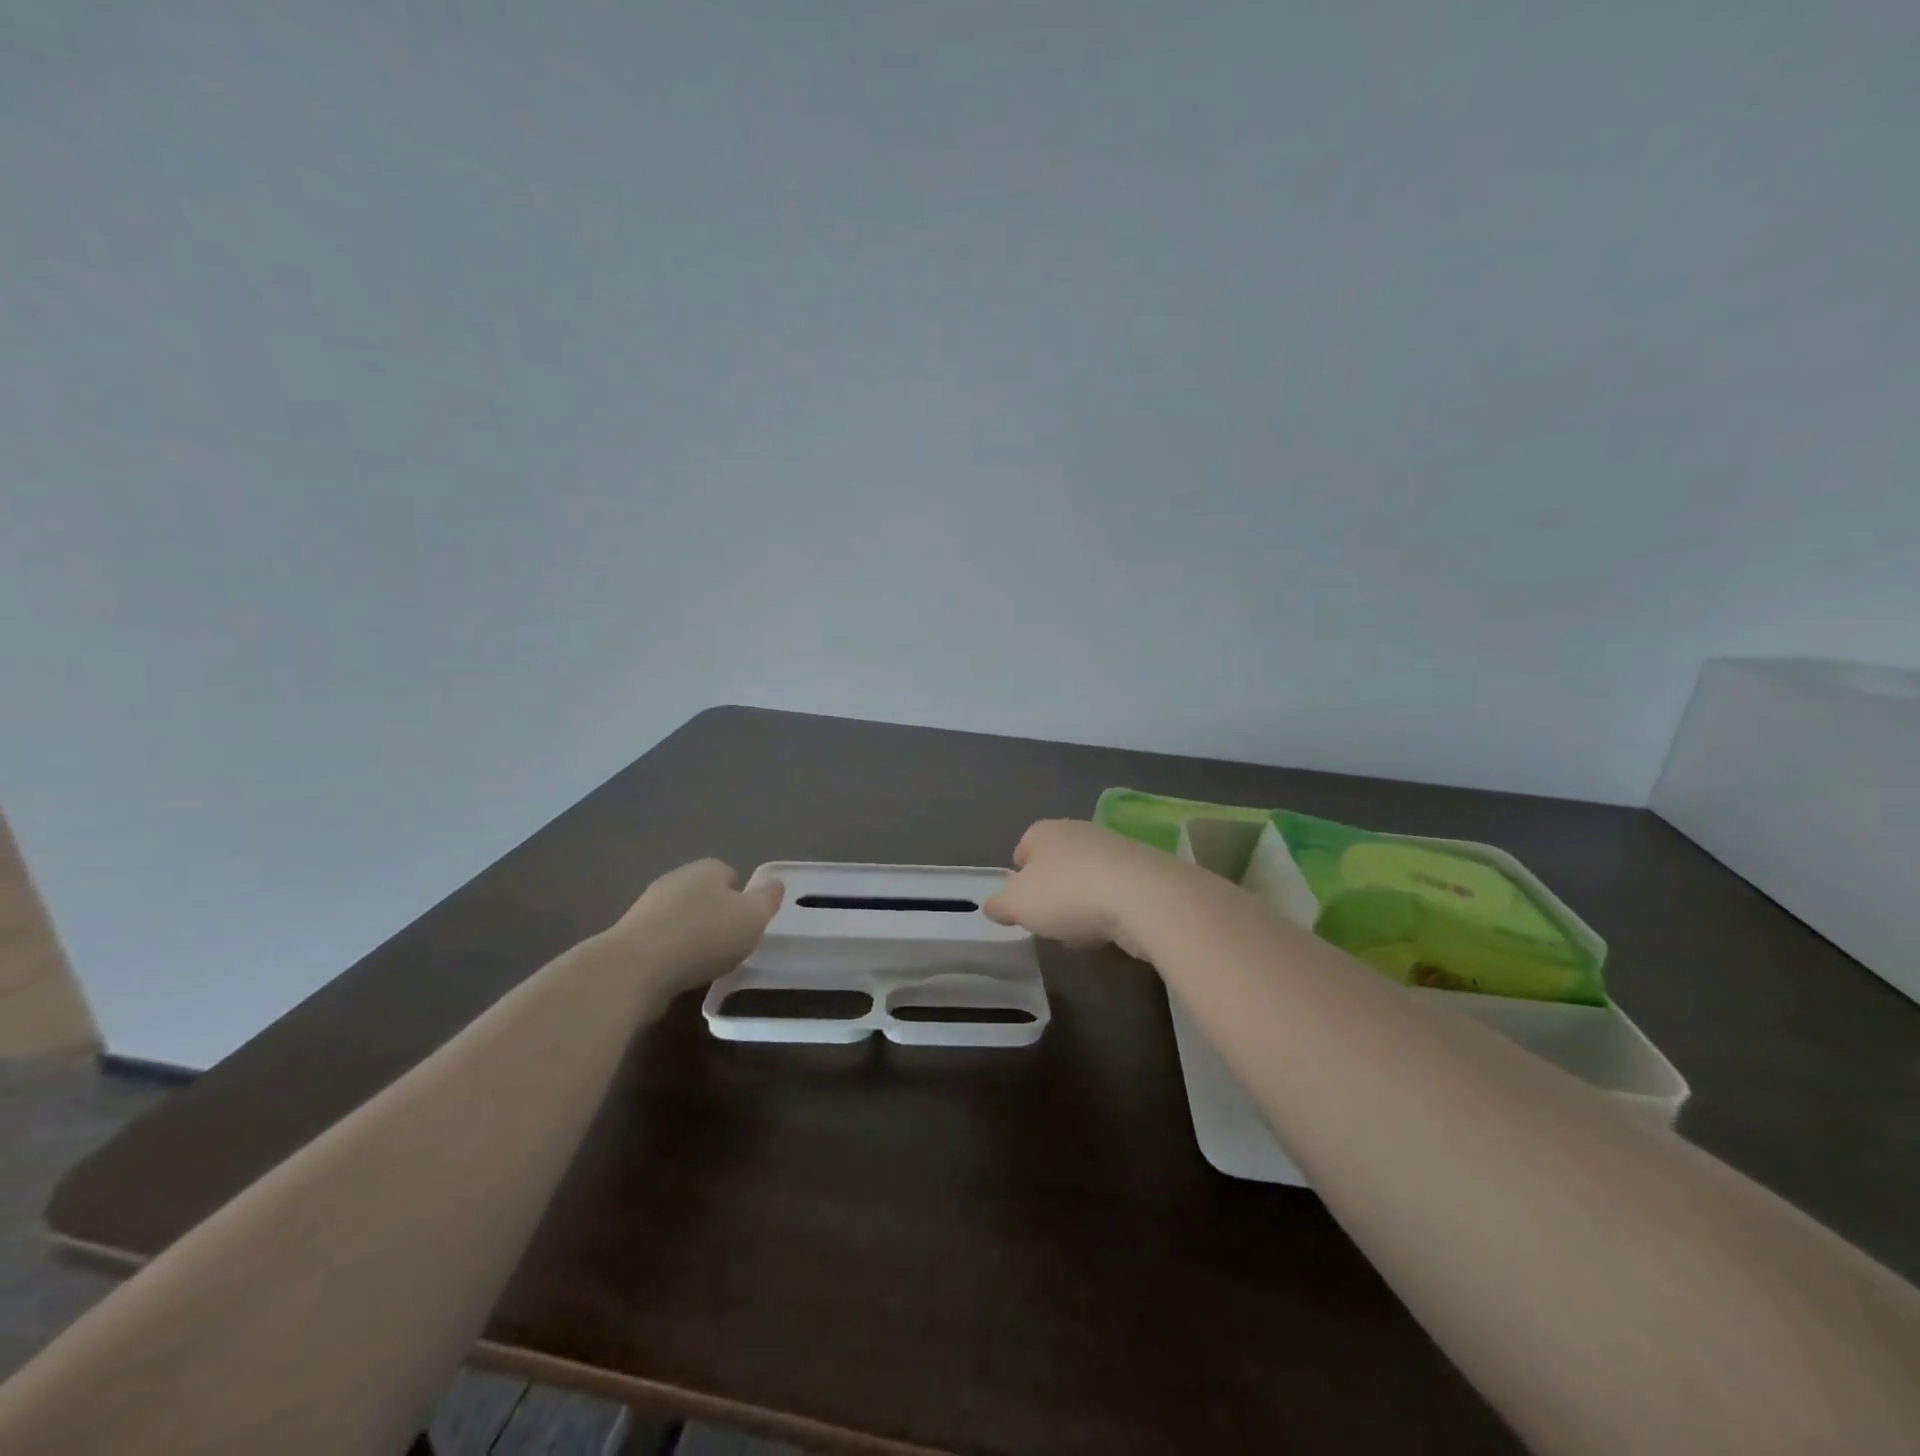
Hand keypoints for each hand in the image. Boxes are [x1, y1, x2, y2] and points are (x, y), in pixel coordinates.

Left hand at [604, 859, 783, 995]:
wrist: (635, 968)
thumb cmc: (704, 936)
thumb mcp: (752, 917)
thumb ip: (767, 899)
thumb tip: (775, 884)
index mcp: (706, 869)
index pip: (729, 874)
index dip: (741, 897)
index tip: (747, 923)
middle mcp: (675, 880)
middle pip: (704, 895)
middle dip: (716, 916)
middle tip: (730, 944)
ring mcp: (647, 908)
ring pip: (680, 919)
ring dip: (691, 937)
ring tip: (704, 965)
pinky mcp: (628, 938)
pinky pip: (660, 942)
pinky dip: (670, 956)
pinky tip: (677, 976)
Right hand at [982, 820, 1172, 958]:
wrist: (1143, 897)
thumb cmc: (1067, 894)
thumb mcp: (1018, 905)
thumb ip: (1000, 905)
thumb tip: (992, 905)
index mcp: (1045, 831)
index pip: (1024, 845)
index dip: (1019, 873)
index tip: (1021, 900)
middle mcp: (1079, 830)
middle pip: (1057, 859)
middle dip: (1052, 886)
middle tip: (1048, 918)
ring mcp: (1115, 847)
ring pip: (1087, 873)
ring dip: (1082, 898)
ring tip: (1080, 930)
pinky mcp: (1144, 869)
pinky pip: (1115, 888)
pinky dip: (1109, 906)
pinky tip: (1109, 929)